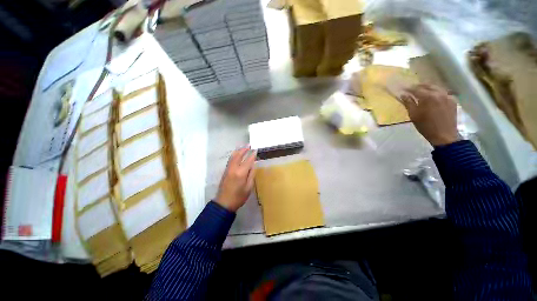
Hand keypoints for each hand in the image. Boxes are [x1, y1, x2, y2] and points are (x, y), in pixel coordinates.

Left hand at [216, 146, 256, 211]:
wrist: (223, 203)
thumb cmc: (238, 197)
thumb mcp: (248, 187)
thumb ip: (251, 175)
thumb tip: (253, 165)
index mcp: (241, 173)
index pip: (248, 160)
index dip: (252, 155)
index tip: (256, 150)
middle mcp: (233, 168)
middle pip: (238, 155)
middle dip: (244, 149)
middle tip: (249, 145)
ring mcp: (228, 169)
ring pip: (233, 156)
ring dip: (238, 151)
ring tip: (243, 147)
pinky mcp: (225, 171)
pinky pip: (230, 160)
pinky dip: (234, 155)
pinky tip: (237, 154)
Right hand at [401, 84, 460, 146]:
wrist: (444, 135)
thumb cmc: (426, 126)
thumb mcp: (413, 115)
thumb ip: (408, 103)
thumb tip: (403, 95)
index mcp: (428, 97)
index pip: (416, 89)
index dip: (408, 88)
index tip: (402, 89)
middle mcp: (439, 93)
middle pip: (428, 85)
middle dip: (419, 86)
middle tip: (411, 89)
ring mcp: (448, 96)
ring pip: (436, 87)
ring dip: (428, 88)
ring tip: (421, 91)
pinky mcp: (453, 100)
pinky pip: (443, 92)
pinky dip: (436, 92)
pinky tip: (432, 97)